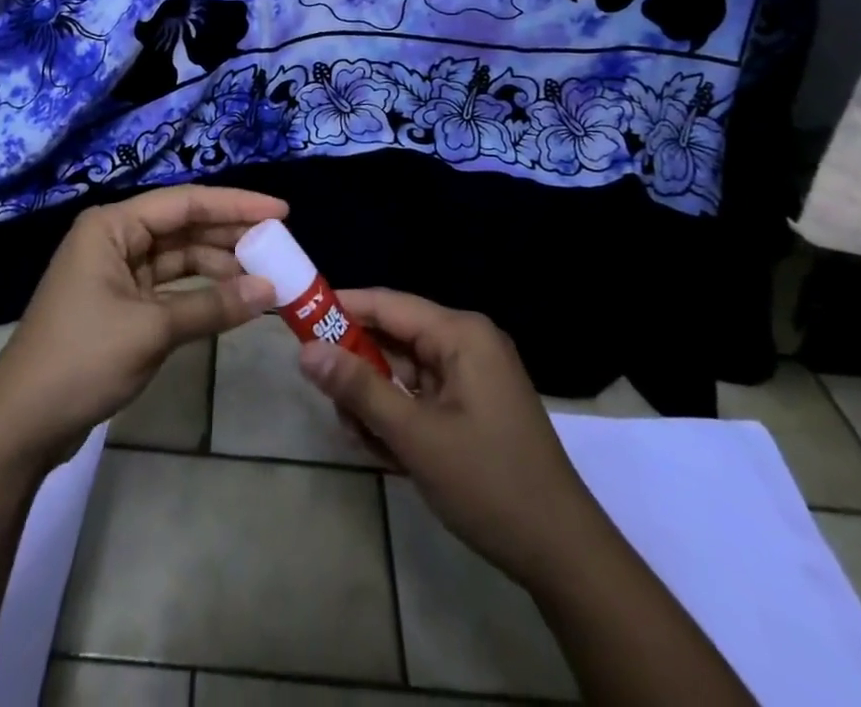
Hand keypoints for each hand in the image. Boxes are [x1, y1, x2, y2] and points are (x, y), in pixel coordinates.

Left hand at [0, 186, 280, 467]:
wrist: (21, 424)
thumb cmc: (81, 359)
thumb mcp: (151, 330)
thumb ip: (212, 306)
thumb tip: (269, 291)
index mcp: (112, 226)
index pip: (185, 203)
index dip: (235, 205)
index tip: (280, 211)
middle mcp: (114, 239)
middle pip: (183, 227)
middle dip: (230, 236)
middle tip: (280, 245)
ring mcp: (116, 273)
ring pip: (178, 258)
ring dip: (219, 266)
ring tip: (265, 275)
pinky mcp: (120, 305)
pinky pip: (170, 287)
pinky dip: (200, 293)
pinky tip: (233, 300)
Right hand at [299, 288, 585, 586]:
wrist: (563, 556)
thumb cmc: (490, 484)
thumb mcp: (416, 436)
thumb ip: (359, 389)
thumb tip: (305, 351)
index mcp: (461, 334)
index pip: (387, 304)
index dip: (340, 307)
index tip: (298, 317)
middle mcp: (466, 343)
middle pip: (392, 338)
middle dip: (357, 368)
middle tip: (325, 396)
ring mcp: (471, 375)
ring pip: (401, 371)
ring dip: (375, 400)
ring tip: (358, 436)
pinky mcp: (471, 404)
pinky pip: (419, 395)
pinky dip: (397, 417)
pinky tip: (384, 451)